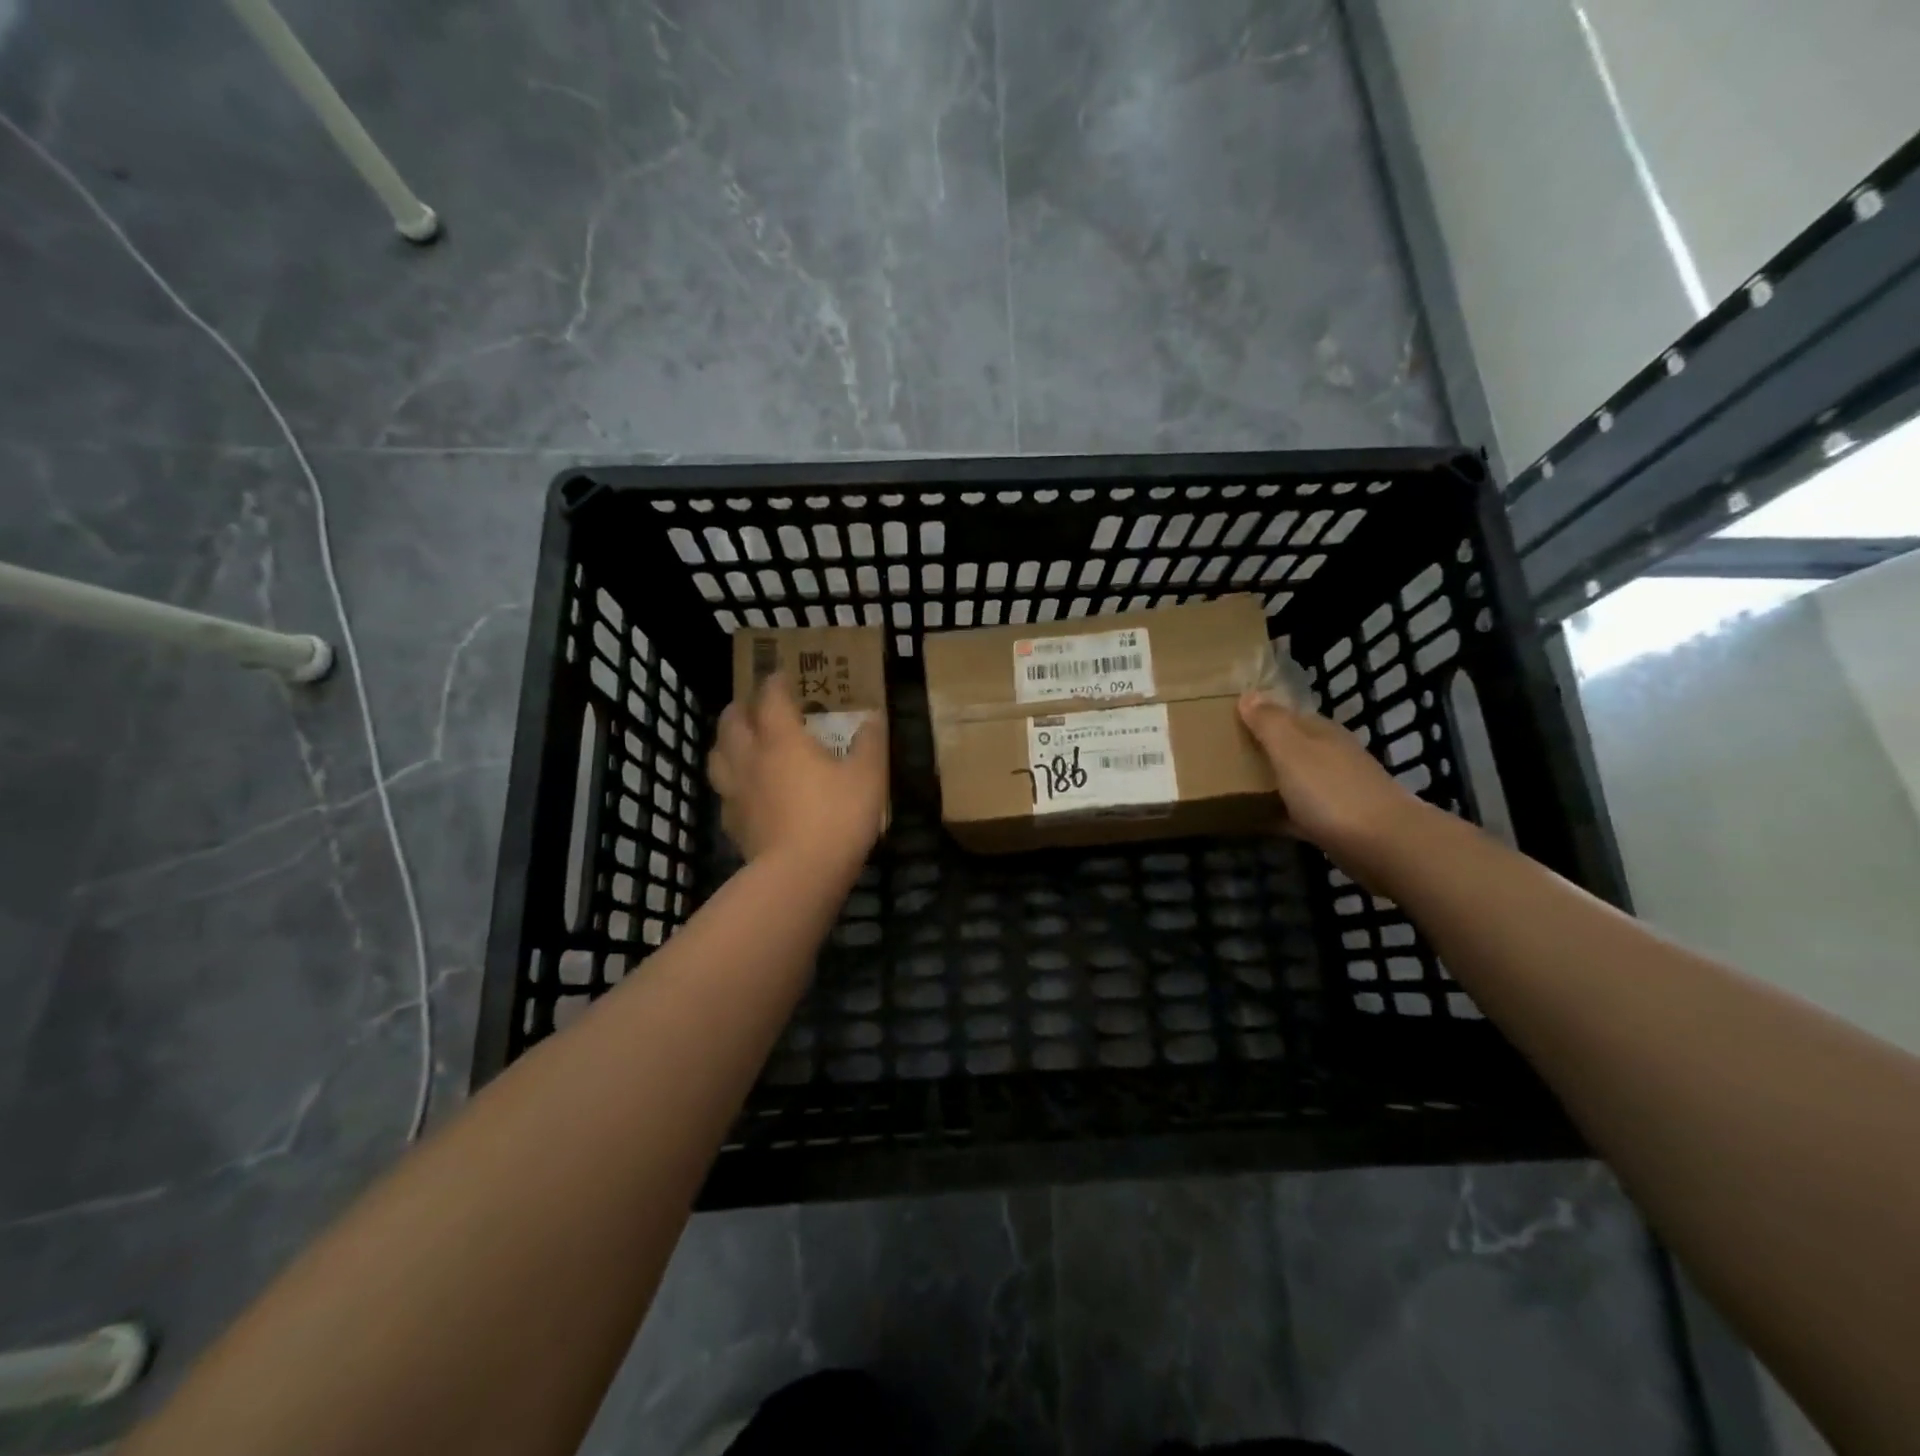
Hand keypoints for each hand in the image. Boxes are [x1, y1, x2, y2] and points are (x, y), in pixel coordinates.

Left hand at [708, 675, 887, 872]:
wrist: (799, 875)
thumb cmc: (836, 817)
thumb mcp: (868, 777)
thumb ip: (870, 743)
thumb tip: (873, 718)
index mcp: (782, 739)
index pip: (770, 697)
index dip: (774, 682)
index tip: (782, 675)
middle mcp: (751, 757)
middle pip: (732, 721)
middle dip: (742, 706)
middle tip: (755, 704)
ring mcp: (736, 791)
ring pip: (717, 755)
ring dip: (726, 740)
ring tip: (739, 740)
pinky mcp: (732, 822)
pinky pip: (724, 791)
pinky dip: (731, 780)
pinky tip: (744, 789)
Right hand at [1237, 690, 1419, 855]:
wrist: (1382, 845)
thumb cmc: (1331, 790)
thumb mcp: (1292, 749)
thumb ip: (1269, 723)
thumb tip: (1249, 693)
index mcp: (1321, 733)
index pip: (1287, 714)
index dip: (1260, 715)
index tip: (1226, 721)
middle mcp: (1331, 756)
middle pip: (1291, 747)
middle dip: (1262, 748)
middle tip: (1222, 753)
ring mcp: (1335, 791)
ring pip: (1294, 779)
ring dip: (1269, 781)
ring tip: (1231, 786)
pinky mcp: (1335, 824)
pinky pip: (1296, 813)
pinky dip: (1277, 814)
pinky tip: (1255, 820)